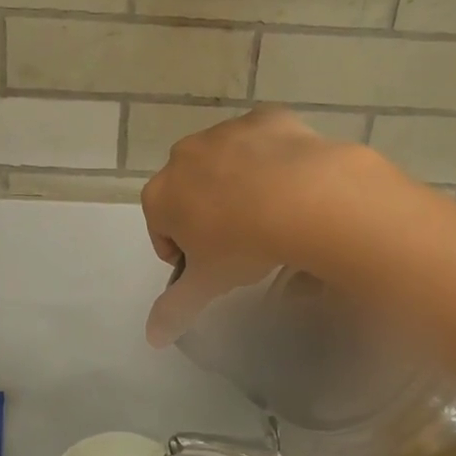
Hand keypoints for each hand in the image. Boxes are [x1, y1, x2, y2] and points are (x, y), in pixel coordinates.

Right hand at [139, 108, 390, 346]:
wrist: (303, 198)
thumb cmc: (242, 245)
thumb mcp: (208, 284)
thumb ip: (175, 310)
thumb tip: (152, 338)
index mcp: (161, 194)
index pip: (160, 228)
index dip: (182, 251)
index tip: (210, 267)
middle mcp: (184, 156)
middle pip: (189, 190)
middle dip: (207, 212)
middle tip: (241, 242)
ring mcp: (225, 132)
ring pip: (226, 162)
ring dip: (238, 183)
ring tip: (271, 213)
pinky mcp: (266, 118)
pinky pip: (263, 140)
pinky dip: (272, 157)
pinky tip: (293, 182)